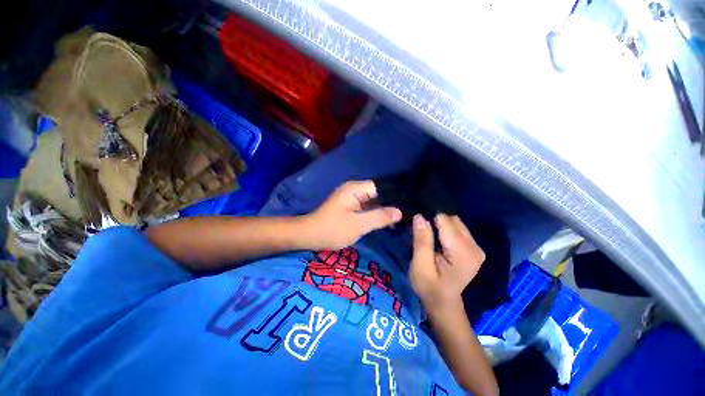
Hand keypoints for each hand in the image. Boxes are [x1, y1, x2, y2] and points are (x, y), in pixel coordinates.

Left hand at [302, 181, 401, 249]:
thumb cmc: (333, 229)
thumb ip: (379, 217)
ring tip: (402, 217)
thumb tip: (400, 212)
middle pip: (378, 192)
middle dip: (392, 202)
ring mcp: (352, 197)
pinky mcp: (351, 205)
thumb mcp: (358, 225)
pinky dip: (376, 212)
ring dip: (384, 208)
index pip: (381, 186)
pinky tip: (387, 219)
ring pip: (373, 200)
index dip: (395, 195)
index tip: (409, 204)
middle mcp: (354, 189)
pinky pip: (367, 206)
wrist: (310, 235)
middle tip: (408, 212)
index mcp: (355, 189)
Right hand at [409, 214, 485, 310]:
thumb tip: (420, 216)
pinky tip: (438, 240)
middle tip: (421, 233)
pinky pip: (458, 229)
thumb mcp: (420, 266)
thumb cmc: (429, 286)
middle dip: (434, 221)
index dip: (429, 219)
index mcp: (462, 252)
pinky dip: (445, 230)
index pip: (445, 220)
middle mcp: (474, 246)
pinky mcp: (474, 248)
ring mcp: (477, 247)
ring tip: (428, 236)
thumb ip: (422, 241)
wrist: (443, 303)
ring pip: (455, 222)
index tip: (417, 225)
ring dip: (440, 225)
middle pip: (452, 219)